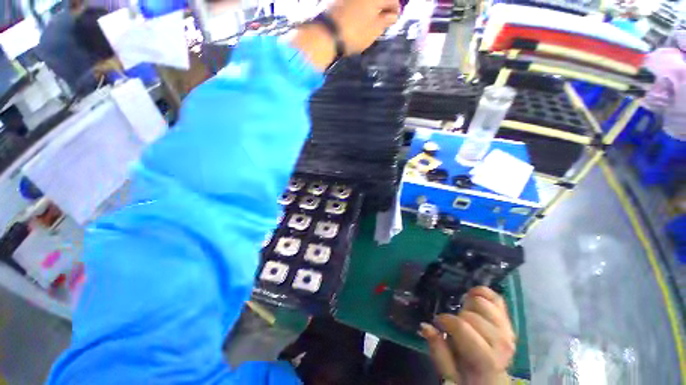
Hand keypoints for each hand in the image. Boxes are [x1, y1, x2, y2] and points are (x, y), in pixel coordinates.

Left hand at [290, 0, 398, 70]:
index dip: (395, 9)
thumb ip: (385, 21)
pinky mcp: (340, 0)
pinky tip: (360, 17)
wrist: (327, 34)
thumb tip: (393, 14)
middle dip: (383, 7)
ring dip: (372, 8)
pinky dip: (361, 8)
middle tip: (384, 19)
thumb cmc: (354, 34)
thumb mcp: (374, 31)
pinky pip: (355, 3)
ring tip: (372, 20)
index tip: (395, 19)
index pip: (392, 0)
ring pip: (367, 1)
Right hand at [420, 287, 515, 384]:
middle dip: (458, 316)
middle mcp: (502, 344)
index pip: (462, 327)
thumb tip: (426, 326)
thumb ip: (438, 351)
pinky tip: (473, 294)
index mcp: (486, 360)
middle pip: (471, 315)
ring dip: (469, 305)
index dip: (445, 320)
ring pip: (484, 303)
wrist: (491, 379)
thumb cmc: (467, 378)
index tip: (438, 323)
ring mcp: (508, 331)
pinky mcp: (508, 323)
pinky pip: (497, 299)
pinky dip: (483, 292)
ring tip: (463, 314)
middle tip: (454, 325)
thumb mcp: (449, 374)